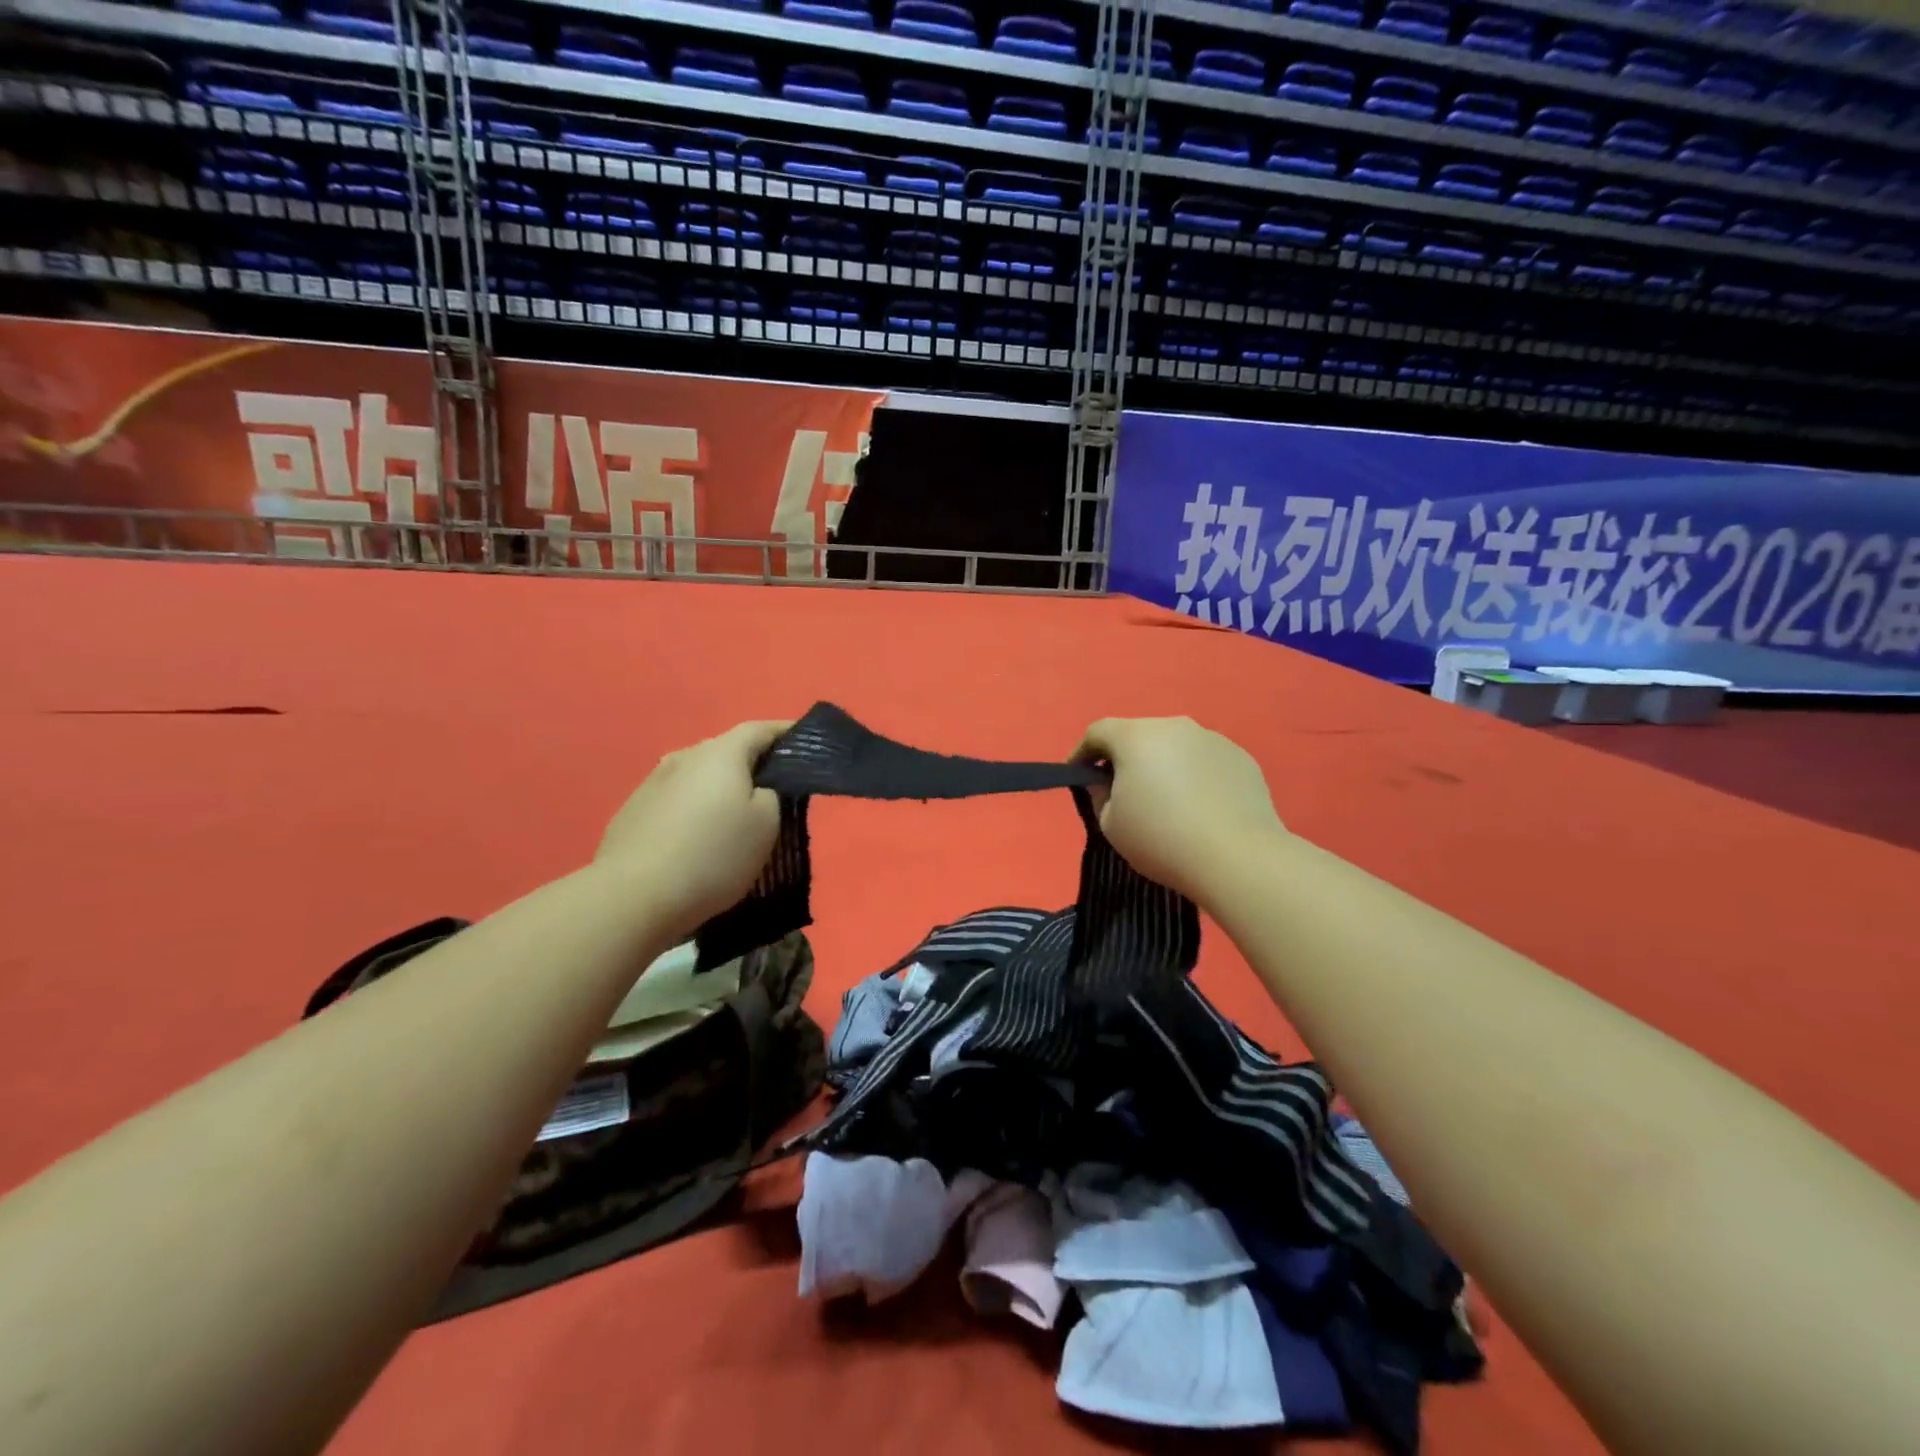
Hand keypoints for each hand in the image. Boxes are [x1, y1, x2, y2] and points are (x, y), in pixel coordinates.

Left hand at [596, 720, 791, 941]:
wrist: (634, 896)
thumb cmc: (714, 854)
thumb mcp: (767, 825)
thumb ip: (772, 795)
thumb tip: (759, 789)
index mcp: (721, 753)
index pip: (760, 729)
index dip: (785, 733)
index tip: (804, 743)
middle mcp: (684, 757)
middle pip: (726, 751)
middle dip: (751, 764)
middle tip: (773, 789)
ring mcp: (652, 783)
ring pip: (697, 776)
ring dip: (717, 789)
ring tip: (732, 816)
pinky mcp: (632, 812)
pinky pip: (675, 801)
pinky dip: (692, 810)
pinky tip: (695, 838)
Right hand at [1074, 717, 1286, 904]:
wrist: (1238, 858)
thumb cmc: (1162, 839)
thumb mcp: (1110, 825)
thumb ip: (1099, 796)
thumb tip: (1107, 783)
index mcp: (1136, 737)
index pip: (1098, 731)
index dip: (1082, 752)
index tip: (1079, 775)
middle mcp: (1175, 727)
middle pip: (1139, 735)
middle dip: (1126, 758)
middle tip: (1123, 791)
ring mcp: (1213, 739)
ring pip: (1175, 746)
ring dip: (1163, 765)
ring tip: (1167, 802)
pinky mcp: (1241, 758)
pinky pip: (1205, 761)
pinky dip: (1195, 776)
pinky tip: (1200, 808)